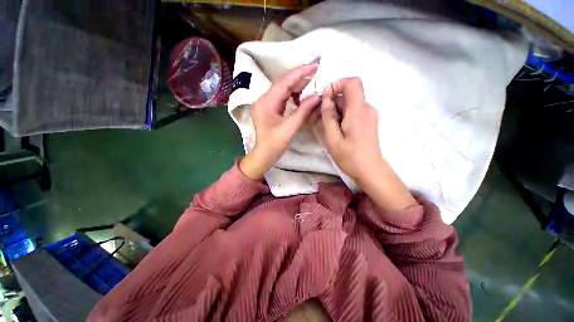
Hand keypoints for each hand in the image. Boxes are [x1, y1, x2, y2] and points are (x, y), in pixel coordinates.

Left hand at [240, 64, 320, 179]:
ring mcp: (265, 103)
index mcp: (266, 103)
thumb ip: (303, 111)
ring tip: (311, 85)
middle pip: (283, 84)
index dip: (300, 73)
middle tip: (316, 74)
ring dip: (296, 87)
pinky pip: (281, 97)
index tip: (314, 66)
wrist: (263, 155)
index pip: (284, 82)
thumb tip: (317, 97)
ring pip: (282, 90)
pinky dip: (292, 95)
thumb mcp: (290, 128)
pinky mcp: (268, 108)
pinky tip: (301, 96)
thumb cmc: (275, 144)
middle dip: (299, 78)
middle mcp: (263, 99)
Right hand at [320, 78, 381, 181]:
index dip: (338, 84)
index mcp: (358, 111)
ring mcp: (369, 115)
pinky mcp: (368, 121)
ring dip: (337, 108)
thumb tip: (326, 99)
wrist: (370, 170)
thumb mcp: (333, 139)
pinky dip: (343, 114)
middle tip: (321, 114)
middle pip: (350, 93)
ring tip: (327, 124)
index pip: (353, 82)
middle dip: (333, 99)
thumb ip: (328, 117)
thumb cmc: (350, 157)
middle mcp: (367, 108)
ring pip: (351, 102)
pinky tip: (336, 128)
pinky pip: (354, 110)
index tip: (325, 97)